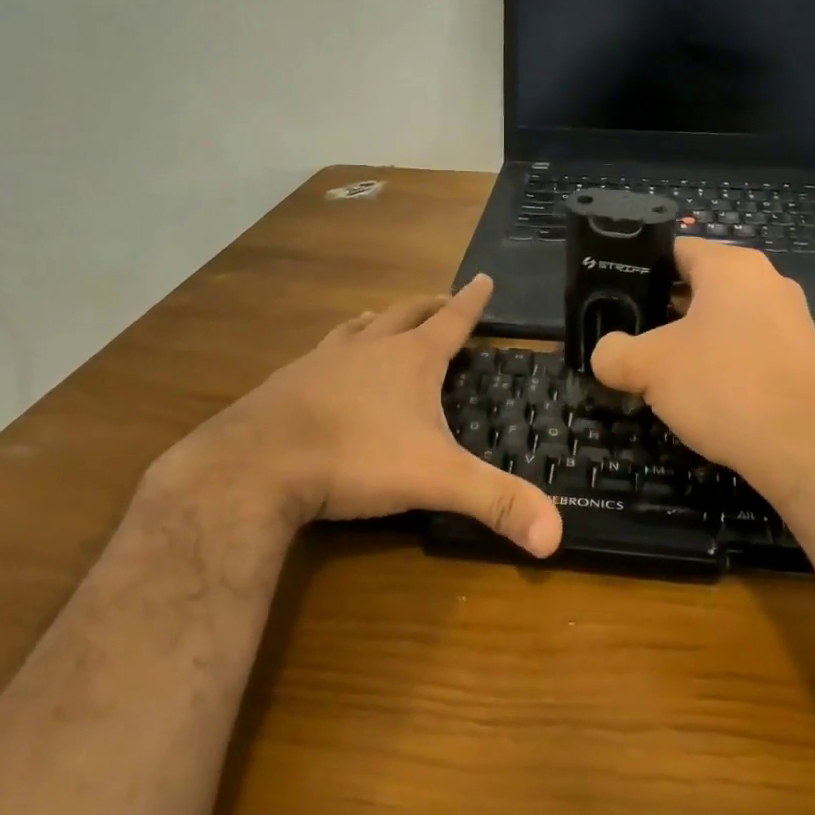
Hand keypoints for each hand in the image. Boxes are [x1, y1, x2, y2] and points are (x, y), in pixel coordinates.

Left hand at [147, 274, 562, 557]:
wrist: (258, 464)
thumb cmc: (356, 458)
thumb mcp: (436, 480)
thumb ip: (496, 503)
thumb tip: (557, 537)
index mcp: (410, 359)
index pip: (452, 320)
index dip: (473, 301)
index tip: (484, 277)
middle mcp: (368, 347)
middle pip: (405, 313)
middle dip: (428, 305)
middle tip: (442, 299)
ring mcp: (323, 360)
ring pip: (358, 328)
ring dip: (378, 321)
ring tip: (381, 319)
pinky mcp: (287, 382)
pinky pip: (320, 353)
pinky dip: (336, 349)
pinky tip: (326, 365)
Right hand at [591, 240, 814, 493]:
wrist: (804, 449)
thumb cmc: (723, 386)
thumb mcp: (648, 367)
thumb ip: (614, 353)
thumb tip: (605, 354)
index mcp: (732, 267)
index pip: (676, 250)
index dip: (641, 271)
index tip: (616, 299)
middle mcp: (768, 281)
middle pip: (700, 285)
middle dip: (664, 311)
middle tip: (632, 338)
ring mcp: (792, 320)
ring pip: (726, 319)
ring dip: (694, 340)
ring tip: (663, 370)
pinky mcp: (803, 357)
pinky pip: (751, 347)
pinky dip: (725, 363)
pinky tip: (706, 394)